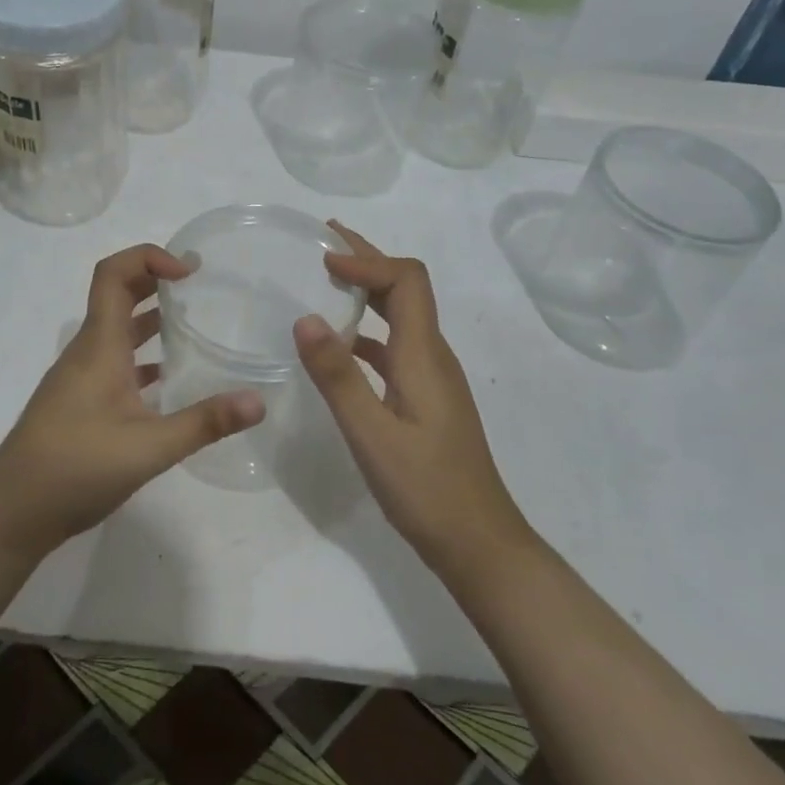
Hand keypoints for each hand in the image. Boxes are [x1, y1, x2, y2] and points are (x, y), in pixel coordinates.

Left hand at [0, 243, 264, 559]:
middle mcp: (87, 351)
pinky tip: (169, 379)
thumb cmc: (75, 468)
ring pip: (117, 330)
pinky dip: (142, 357)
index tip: (189, 272)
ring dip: (150, 318)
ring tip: (193, 324)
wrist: (10, 513)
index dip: (149, 257)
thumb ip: (205, 423)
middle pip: (117, 294)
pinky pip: (114, 362)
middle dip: (155, 280)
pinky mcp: (79, 402)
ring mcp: (80, 377)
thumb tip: (259, 400)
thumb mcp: (149, 448)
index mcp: (99, 345)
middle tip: (199, 285)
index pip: (114, 273)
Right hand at [294, 222, 530, 574]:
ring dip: (367, 290)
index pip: (406, 279)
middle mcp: (432, 354)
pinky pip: (395, 345)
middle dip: (366, 259)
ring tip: (325, 281)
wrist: (479, 543)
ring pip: (400, 315)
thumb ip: (338, 376)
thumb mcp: (372, 434)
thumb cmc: (426, 490)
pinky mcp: (426, 397)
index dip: (366, 260)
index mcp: (423, 354)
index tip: (323, 260)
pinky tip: (340, 345)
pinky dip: (367, 330)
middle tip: (323, 241)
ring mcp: (432, 376)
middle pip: (405, 288)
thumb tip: (305, 317)